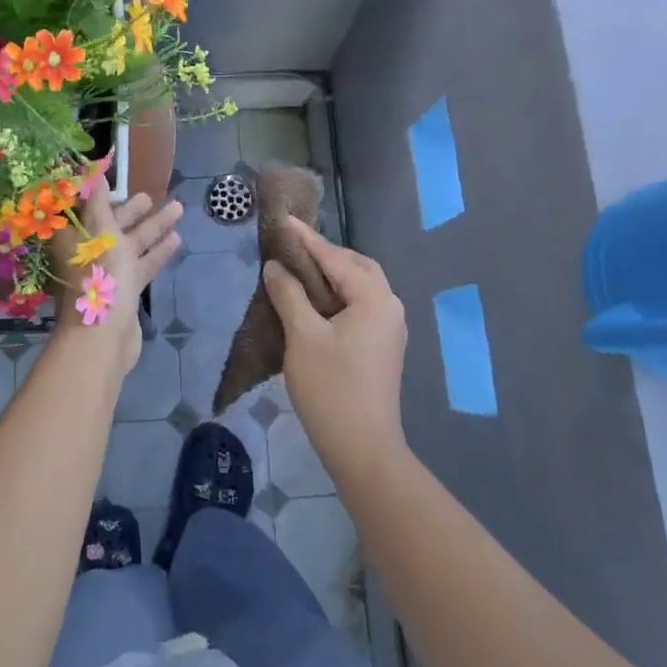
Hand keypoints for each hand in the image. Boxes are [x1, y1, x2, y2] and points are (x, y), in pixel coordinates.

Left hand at [50, 191, 182, 373]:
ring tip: (177, 209)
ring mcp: (108, 273)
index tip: (117, 180)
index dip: (100, 194)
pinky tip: (176, 240)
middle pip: (112, 225)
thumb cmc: (100, 276)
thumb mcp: (99, 231)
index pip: (86, 209)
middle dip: (132, 210)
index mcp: (75, 237)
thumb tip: (93, 173)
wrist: (105, 335)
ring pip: (132, 244)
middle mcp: (89, 253)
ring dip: (153, 228)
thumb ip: (98, 202)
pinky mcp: (126, 290)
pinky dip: (157, 252)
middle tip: (151, 195)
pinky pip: (143, 265)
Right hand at [263, 218, 407, 474]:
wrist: (362, 447)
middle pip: (357, 267)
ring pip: (360, 287)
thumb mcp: (302, 337)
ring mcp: (389, 328)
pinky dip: (338, 296)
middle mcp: (389, 306)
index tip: (284, 220)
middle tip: (292, 248)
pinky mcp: (382, 347)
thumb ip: (289, 295)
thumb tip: (276, 267)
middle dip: (325, 255)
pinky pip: (360, 306)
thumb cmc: (330, 388)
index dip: (307, 239)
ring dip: (332, 276)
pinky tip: (313, 303)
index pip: (336, 258)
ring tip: (298, 272)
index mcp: (374, 299)